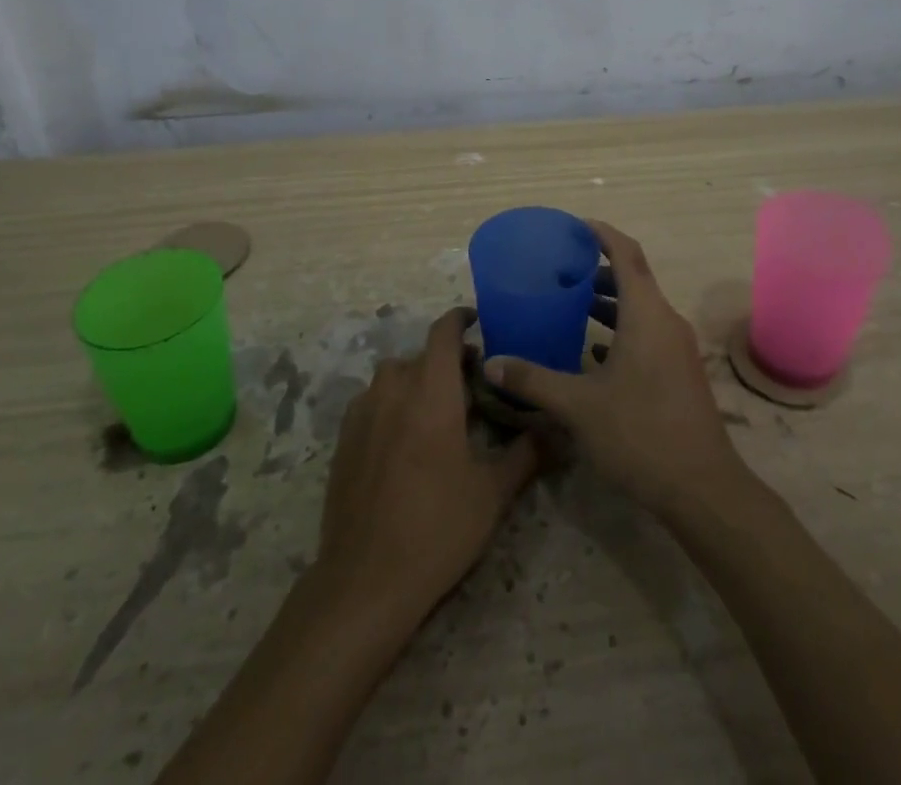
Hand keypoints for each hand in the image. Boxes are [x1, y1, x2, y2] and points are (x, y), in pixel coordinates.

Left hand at [319, 307, 538, 618]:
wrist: (365, 581)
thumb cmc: (437, 528)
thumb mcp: (492, 493)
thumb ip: (526, 453)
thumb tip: (556, 431)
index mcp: (431, 390)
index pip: (444, 331)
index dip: (461, 320)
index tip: (479, 323)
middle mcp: (394, 388)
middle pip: (422, 355)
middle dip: (447, 360)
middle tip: (473, 385)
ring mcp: (363, 412)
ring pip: (395, 377)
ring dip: (418, 381)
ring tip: (439, 412)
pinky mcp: (344, 438)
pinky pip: (373, 402)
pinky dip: (393, 404)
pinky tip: (405, 440)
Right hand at [482, 221, 744, 521]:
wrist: (702, 488)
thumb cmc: (640, 433)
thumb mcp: (578, 406)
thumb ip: (532, 380)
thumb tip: (490, 363)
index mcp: (646, 314)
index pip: (626, 253)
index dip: (601, 233)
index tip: (574, 226)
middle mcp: (665, 321)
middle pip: (633, 278)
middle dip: (598, 269)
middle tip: (561, 269)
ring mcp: (676, 348)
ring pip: (640, 309)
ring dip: (608, 302)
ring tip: (571, 304)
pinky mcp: (678, 373)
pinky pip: (646, 334)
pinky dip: (620, 331)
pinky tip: (592, 352)